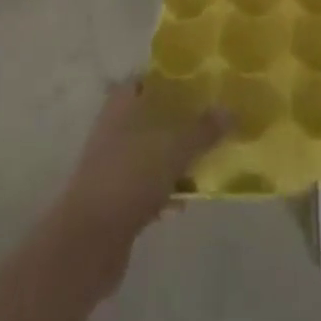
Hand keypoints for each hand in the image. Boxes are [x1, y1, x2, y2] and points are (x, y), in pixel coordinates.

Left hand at [54, 80, 226, 271]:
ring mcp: (113, 164)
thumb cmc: (131, 176)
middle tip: (215, 120)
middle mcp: (115, 127)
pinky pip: (149, 184)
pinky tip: (188, 198)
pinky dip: (167, 188)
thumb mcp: (176, 146)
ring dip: (177, 156)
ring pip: (153, 150)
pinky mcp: (116, 197)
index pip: (148, 78)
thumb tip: (231, 110)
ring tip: (210, 158)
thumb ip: (204, 128)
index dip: (173, 78)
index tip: (203, 83)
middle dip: (182, 119)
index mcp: (123, 103)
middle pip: (154, 115)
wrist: (88, 242)